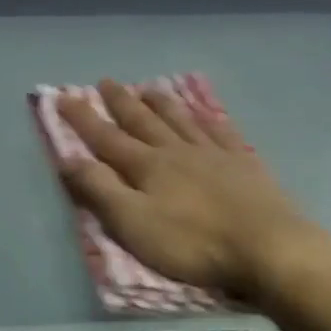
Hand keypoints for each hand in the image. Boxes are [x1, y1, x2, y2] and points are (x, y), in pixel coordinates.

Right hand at [57, 80, 330, 308]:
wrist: (268, 248)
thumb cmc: (192, 243)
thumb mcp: (133, 223)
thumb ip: (100, 190)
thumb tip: (68, 158)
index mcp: (147, 166)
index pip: (106, 138)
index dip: (82, 119)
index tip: (63, 98)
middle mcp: (176, 151)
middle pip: (143, 121)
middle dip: (120, 102)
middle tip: (105, 82)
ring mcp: (212, 153)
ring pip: (180, 120)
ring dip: (161, 103)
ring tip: (149, 87)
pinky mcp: (243, 164)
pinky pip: (219, 130)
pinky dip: (206, 118)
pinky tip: (204, 112)